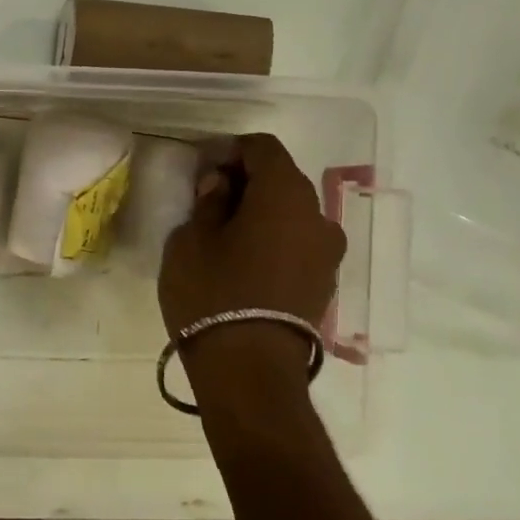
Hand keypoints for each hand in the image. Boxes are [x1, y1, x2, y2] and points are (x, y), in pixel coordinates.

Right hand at [158, 134, 345, 379]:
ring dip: (261, 212)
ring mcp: (328, 253)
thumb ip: (208, 201)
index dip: (230, 150)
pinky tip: (245, 261)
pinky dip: (274, 239)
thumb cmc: (212, 293)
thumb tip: (222, 184)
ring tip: (225, 235)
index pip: (263, 148)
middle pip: (282, 179)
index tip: (202, 170)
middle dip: (246, 181)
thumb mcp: (191, 240)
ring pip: (292, 213)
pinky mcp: (325, 283)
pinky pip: (298, 243)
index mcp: (285, 194)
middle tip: (208, 199)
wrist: (250, 371)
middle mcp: (318, 216)